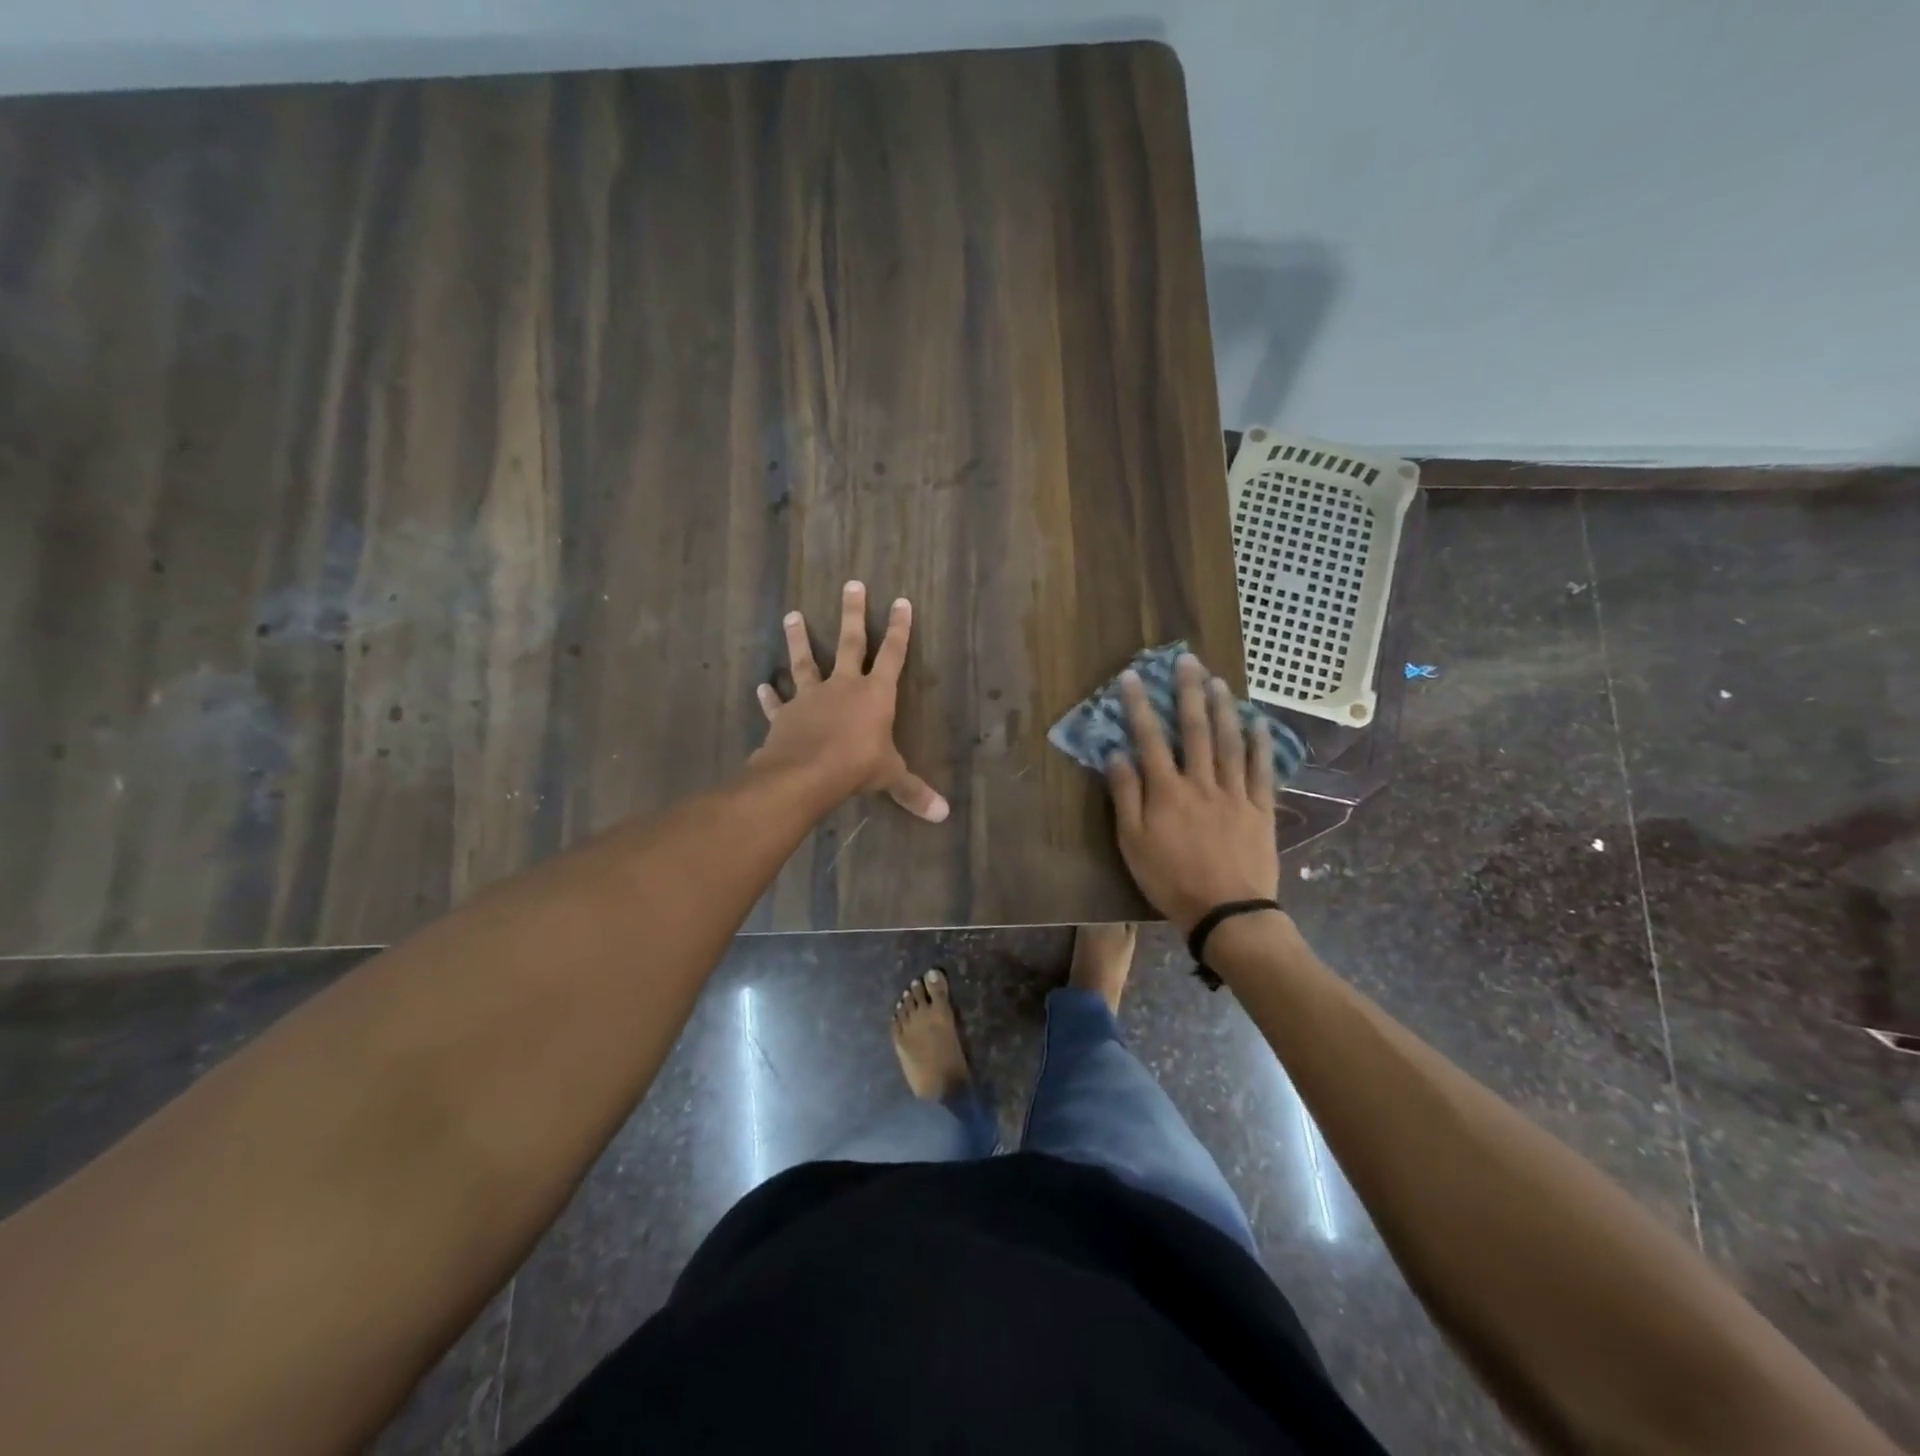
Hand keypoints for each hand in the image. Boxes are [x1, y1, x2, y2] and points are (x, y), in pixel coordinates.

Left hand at [751, 581, 949, 822]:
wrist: (805, 774)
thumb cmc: (856, 767)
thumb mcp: (891, 778)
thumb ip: (914, 792)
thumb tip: (944, 815)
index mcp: (875, 695)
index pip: (892, 655)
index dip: (899, 629)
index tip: (901, 601)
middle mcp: (843, 687)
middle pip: (849, 642)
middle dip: (853, 613)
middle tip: (852, 584)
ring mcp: (810, 697)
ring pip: (805, 661)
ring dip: (799, 638)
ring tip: (792, 614)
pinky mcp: (785, 715)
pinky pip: (777, 703)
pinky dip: (769, 696)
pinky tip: (761, 686)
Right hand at [1104, 653, 1278, 932]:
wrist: (1227, 912)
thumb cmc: (1170, 880)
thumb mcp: (1132, 843)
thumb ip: (1125, 796)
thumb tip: (1116, 753)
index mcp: (1166, 791)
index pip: (1150, 738)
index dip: (1139, 705)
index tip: (1132, 677)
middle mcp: (1201, 782)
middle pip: (1194, 729)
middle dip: (1188, 692)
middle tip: (1186, 660)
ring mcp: (1235, 793)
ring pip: (1229, 741)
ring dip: (1223, 708)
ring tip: (1218, 679)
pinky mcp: (1261, 808)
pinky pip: (1261, 769)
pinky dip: (1260, 743)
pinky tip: (1257, 721)